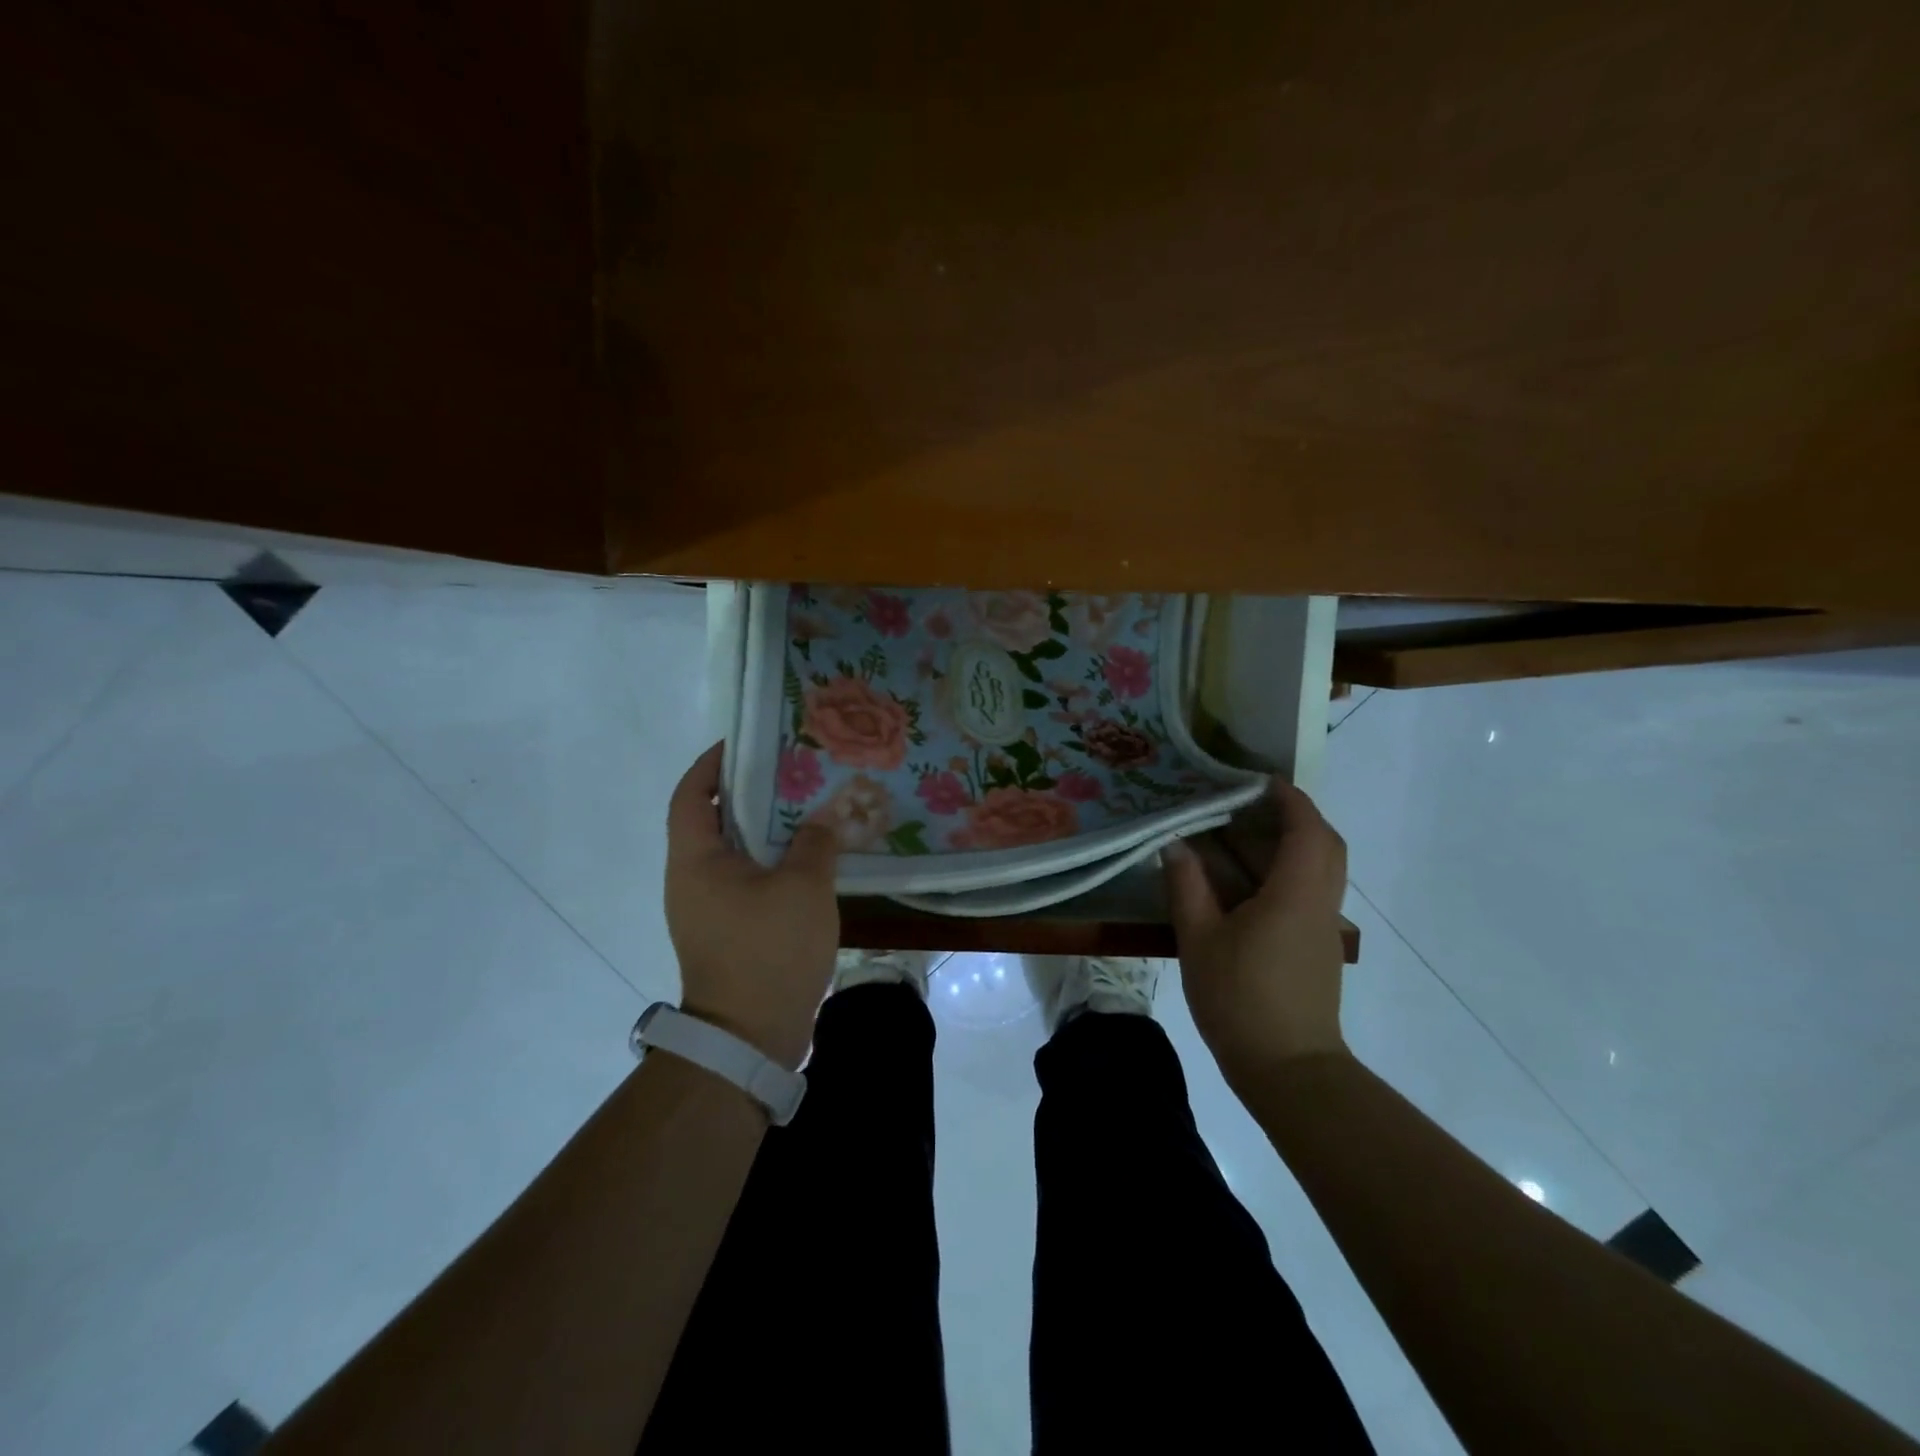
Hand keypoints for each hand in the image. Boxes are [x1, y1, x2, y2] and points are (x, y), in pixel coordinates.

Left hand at [664, 743, 840, 1068]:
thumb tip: (823, 818)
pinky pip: (746, 879)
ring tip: (804, 806)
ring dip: (762, 827)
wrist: (751, 1036)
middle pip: (712, 819)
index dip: (711, 764)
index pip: (691, 795)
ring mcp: (707, 908)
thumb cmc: (768, 950)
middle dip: (746, 791)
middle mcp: (691, 879)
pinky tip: (807, 856)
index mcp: (695, 860)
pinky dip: (770, 860)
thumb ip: (814, 842)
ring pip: (732, 851)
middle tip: (788, 770)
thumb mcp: (802, 887)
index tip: (743, 743)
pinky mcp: (727, 930)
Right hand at [1163, 778, 1350, 1090]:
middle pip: (1326, 844)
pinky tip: (1250, 880)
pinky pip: (1312, 890)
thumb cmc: (1240, 999)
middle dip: (1297, 815)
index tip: (1258, 780)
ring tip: (1246, 834)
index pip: (1306, 829)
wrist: (1288, 1069)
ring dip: (1294, 842)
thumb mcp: (1200, 939)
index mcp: (1294, 894)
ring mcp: (1324, 927)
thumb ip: (1187, 886)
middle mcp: (1320, 903)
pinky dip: (1290, 869)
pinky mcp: (1318, 947)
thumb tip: (1177, 844)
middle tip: (1255, 804)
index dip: (1288, 798)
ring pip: (1323, 868)